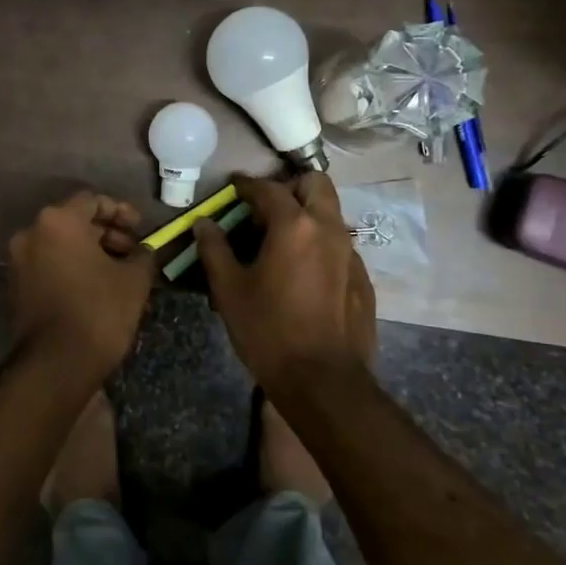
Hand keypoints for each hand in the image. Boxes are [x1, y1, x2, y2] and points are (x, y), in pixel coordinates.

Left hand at [8, 191, 156, 379]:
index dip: (121, 211)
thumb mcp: (134, 280)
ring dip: (93, 253)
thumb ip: (143, 255)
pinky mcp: (17, 286)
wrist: (55, 364)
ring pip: (62, 245)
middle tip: (134, 253)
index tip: (141, 229)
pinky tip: (99, 289)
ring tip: (122, 275)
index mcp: (58, 221)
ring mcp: (19, 261)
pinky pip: (51, 265)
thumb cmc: (98, 311)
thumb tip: (144, 250)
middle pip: (75, 221)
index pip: (93, 200)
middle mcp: (31, 233)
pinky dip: (74, 269)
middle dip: (108, 234)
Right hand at [193, 173, 375, 397]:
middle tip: (265, 208)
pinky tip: (301, 273)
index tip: (232, 187)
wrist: (323, 381)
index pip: (268, 189)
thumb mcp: (229, 289)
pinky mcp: (362, 278)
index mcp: (295, 226)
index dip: (246, 185)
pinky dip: (318, 244)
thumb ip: (214, 249)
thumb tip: (203, 223)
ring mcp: (350, 253)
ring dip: (306, 214)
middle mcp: (328, 229)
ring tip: (280, 240)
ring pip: (330, 214)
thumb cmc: (268, 330)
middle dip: (289, 187)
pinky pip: (339, 245)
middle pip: (315, 184)